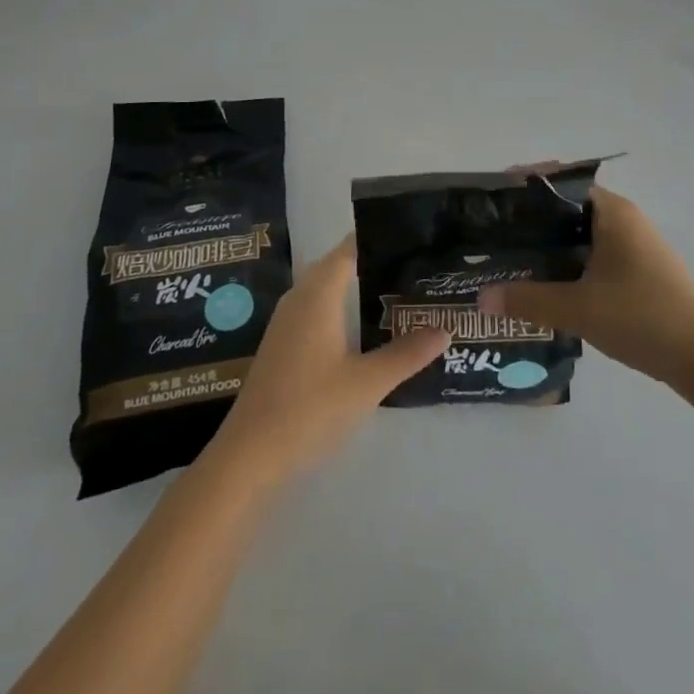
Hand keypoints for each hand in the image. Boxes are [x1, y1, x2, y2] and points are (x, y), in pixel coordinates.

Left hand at [214, 235, 448, 480]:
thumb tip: (445, 329)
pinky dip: (344, 309)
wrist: (249, 456)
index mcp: (318, 294)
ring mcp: (287, 322)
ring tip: (400, 292)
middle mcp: (300, 298)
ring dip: (359, 288)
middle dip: (374, 263)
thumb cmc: (310, 408)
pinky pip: (318, 310)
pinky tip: (366, 329)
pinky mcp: (283, 344)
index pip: (350, 249)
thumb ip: (407, 353)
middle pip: (340, 266)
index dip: (378, 239)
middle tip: (416, 266)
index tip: (412, 237)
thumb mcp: (367, 383)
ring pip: (328, 289)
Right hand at [479, 187, 693, 386]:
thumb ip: (528, 300)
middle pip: (568, 208)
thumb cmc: (642, 317)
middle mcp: (625, 219)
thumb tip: (481, 298)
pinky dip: (570, 261)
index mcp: (612, 212)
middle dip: (533, 219)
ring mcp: (635, 245)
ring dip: (551, 243)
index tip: (494, 200)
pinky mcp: (640, 270)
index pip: (561, 184)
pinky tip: (549, 283)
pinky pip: (595, 253)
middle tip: (495, 234)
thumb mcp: (579, 309)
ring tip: (513, 258)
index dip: (526, 188)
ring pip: (582, 234)